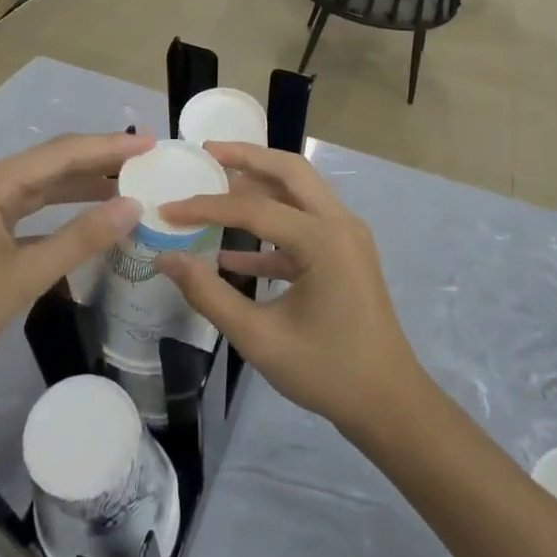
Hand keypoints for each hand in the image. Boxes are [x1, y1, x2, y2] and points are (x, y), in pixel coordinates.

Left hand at [0, 132, 148, 375]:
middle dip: (102, 158)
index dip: (111, 146)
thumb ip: (80, 238)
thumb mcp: (25, 274)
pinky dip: (65, 208)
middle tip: (149, 159)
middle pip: (57, 161)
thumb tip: (133, 205)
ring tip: (130, 182)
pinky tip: (90, 217)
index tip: (153, 143)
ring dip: (86, 183)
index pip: (66, 152)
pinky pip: (35, 207)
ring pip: (47, 184)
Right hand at [157, 142, 424, 436]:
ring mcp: (346, 236)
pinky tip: (231, 251)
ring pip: (299, 191)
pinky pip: (303, 226)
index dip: (205, 207)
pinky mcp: (345, 254)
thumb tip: (166, 259)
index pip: (254, 208)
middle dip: (246, 157)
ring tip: (215, 183)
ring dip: (259, 184)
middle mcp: (340, 223)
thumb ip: (209, 294)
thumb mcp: (261, 339)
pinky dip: (270, 228)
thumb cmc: (328, 372)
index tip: (167, 209)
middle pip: (289, 170)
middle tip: (205, 153)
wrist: (390, 404)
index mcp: (323, 239)